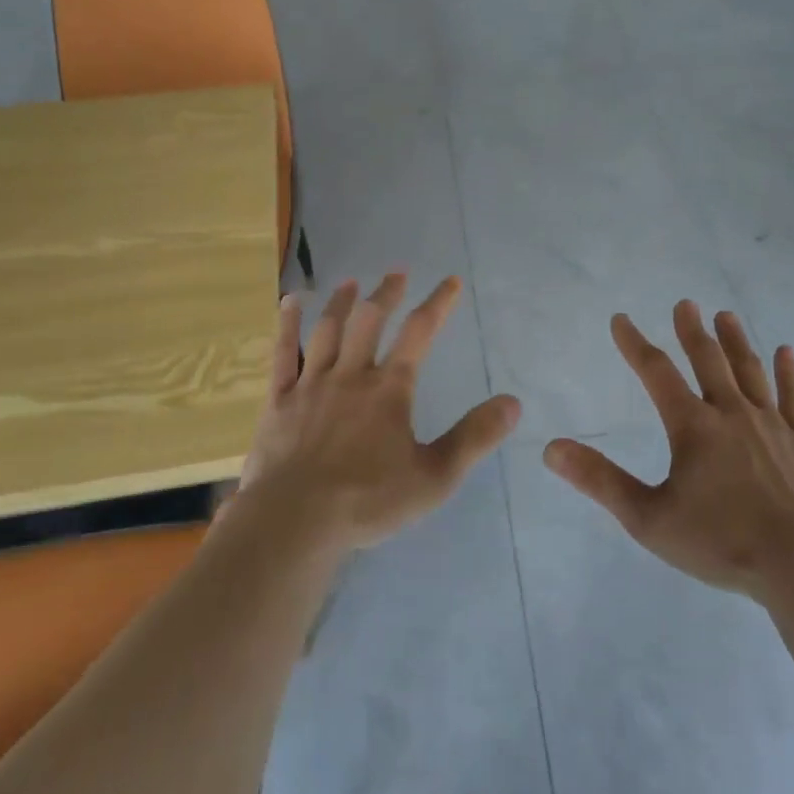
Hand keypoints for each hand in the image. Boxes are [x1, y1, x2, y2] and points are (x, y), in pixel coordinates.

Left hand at [239, 273, 520, 553]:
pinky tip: (289, 302)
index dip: (438, 304)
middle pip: (370, 320)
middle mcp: (351, 375)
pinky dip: (288, 325)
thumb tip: (512, 403)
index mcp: (389, 389)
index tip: (450, 282)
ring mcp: (312, 384)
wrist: (295, 521)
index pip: (419, 333)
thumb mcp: (435, 476)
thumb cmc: (368, 500)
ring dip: (342, 302)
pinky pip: (284, 353)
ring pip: (328, 330)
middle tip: (397, 273)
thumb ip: (473, 438)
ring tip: (351, 282)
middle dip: (386, 293)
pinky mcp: (280, 399)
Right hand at [543, 301, 793, 604]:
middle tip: (686, 303)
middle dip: (692, 331)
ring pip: (750, 372)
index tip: (621, 320)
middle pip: (708, 361)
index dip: (635, 344)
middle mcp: (731, 414)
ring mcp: (772, 425)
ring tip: (726, 315)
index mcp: (693, 427)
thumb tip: (551, 449)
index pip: (656, 373)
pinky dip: (789, 374)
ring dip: (736, 341)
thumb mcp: (649, 518)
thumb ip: (600, 480)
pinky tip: (786, 352)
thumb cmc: (722, 543)